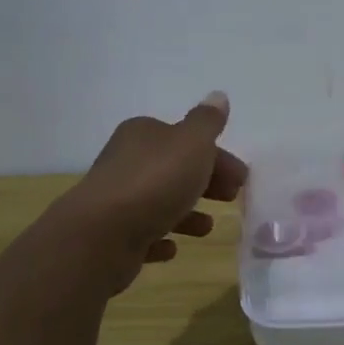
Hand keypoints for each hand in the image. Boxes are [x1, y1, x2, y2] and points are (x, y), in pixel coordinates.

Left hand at [57, 92, 247, 293]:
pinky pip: (142, 233)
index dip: (216, 155)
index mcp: (143, 134)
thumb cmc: (155, 182)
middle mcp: (126, 161)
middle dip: (206, 181)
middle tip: (232, 198)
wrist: (102, 235)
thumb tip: (218, 96)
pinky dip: (159, 237)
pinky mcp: (111, 235)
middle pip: (174, 169)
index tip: (241, 177)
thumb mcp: (191, 143)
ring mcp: (116, 199)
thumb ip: (207, 122)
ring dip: (186, 212)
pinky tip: (172, 248)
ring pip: (159, 201)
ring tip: (207, 227)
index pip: (186, 139)